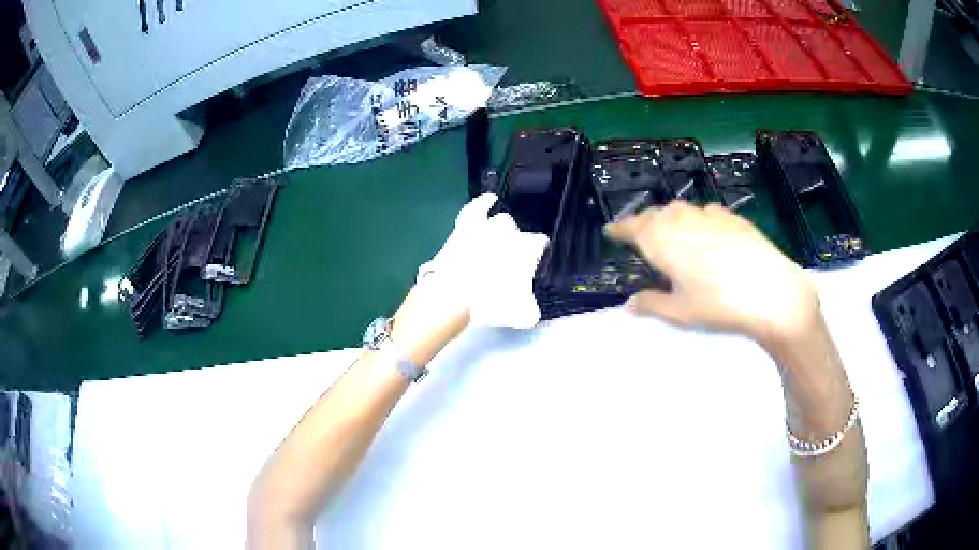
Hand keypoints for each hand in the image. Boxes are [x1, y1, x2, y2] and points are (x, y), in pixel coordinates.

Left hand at [415, 193, 549, 328]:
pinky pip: (478, 207)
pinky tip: (490, 198)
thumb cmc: (491, 303)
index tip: (531, 260)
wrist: (455, 294)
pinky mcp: (466, 226)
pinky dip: (484, 202)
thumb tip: (531, 311)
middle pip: (517, 232)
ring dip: (500, 228)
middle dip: (514, 242)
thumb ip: (530, 310)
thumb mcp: (520, 314)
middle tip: (506, 258)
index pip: (539, 243)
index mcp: (528, 250)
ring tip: (499, 234)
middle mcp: (511, 233)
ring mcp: (488, 226)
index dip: (535, 252)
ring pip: (500, 220)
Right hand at [604, 201, 819, 344]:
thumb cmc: (718, 304)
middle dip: (643, 222)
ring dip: (669, 218)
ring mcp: (708, 214)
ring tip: (671, 233)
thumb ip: (651, 304)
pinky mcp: (731, 216)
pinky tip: (705, 232)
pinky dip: (696, 219)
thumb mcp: (680, 313)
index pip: (631, 228)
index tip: (610, 231)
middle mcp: (681, 219)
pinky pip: (705, 212)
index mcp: (661, 240)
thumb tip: (630, 304)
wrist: (770, 291)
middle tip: (640, 236)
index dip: (619, 229)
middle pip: (655, 214)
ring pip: (680, 209)